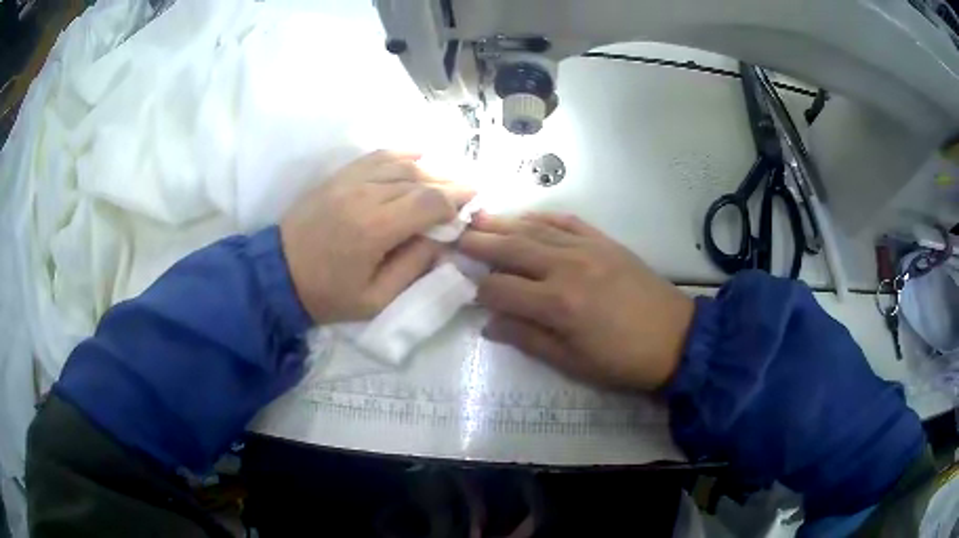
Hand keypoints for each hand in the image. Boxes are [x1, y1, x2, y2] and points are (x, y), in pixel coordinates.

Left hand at [281, 151, 472, 323]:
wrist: (277, 275)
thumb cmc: (327, 294)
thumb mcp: (375, 299)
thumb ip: (413, 268)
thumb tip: (441, 242)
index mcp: (375, 229)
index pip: (429, 202)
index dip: (456, 200)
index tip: (472, 205)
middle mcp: (365, 195)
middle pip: (419, 178)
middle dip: (449, 183)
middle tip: (470, 190)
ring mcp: (349, 181)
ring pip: (401, 164)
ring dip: (430, 169)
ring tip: (448, 178)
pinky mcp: (337, 177)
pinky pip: (375, 156)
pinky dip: (401, 153)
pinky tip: (419, 153)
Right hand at [458, 212, 694, 389]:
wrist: (676, 338)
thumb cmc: (622, 361)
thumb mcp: (572, 363)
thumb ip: (528, 339)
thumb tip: (489, 324)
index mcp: (557, 304)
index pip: (501, 289)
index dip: (480, 291)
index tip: (468, 292)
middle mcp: (566, 267)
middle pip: (511, 249)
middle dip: (479, 243)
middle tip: (454, 236)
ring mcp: (587, 248)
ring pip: (535, 230)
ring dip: (503, 224)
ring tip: (477, 219)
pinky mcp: (604, 241)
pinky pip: (567, 221)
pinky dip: (542, 216)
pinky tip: (525, 216)